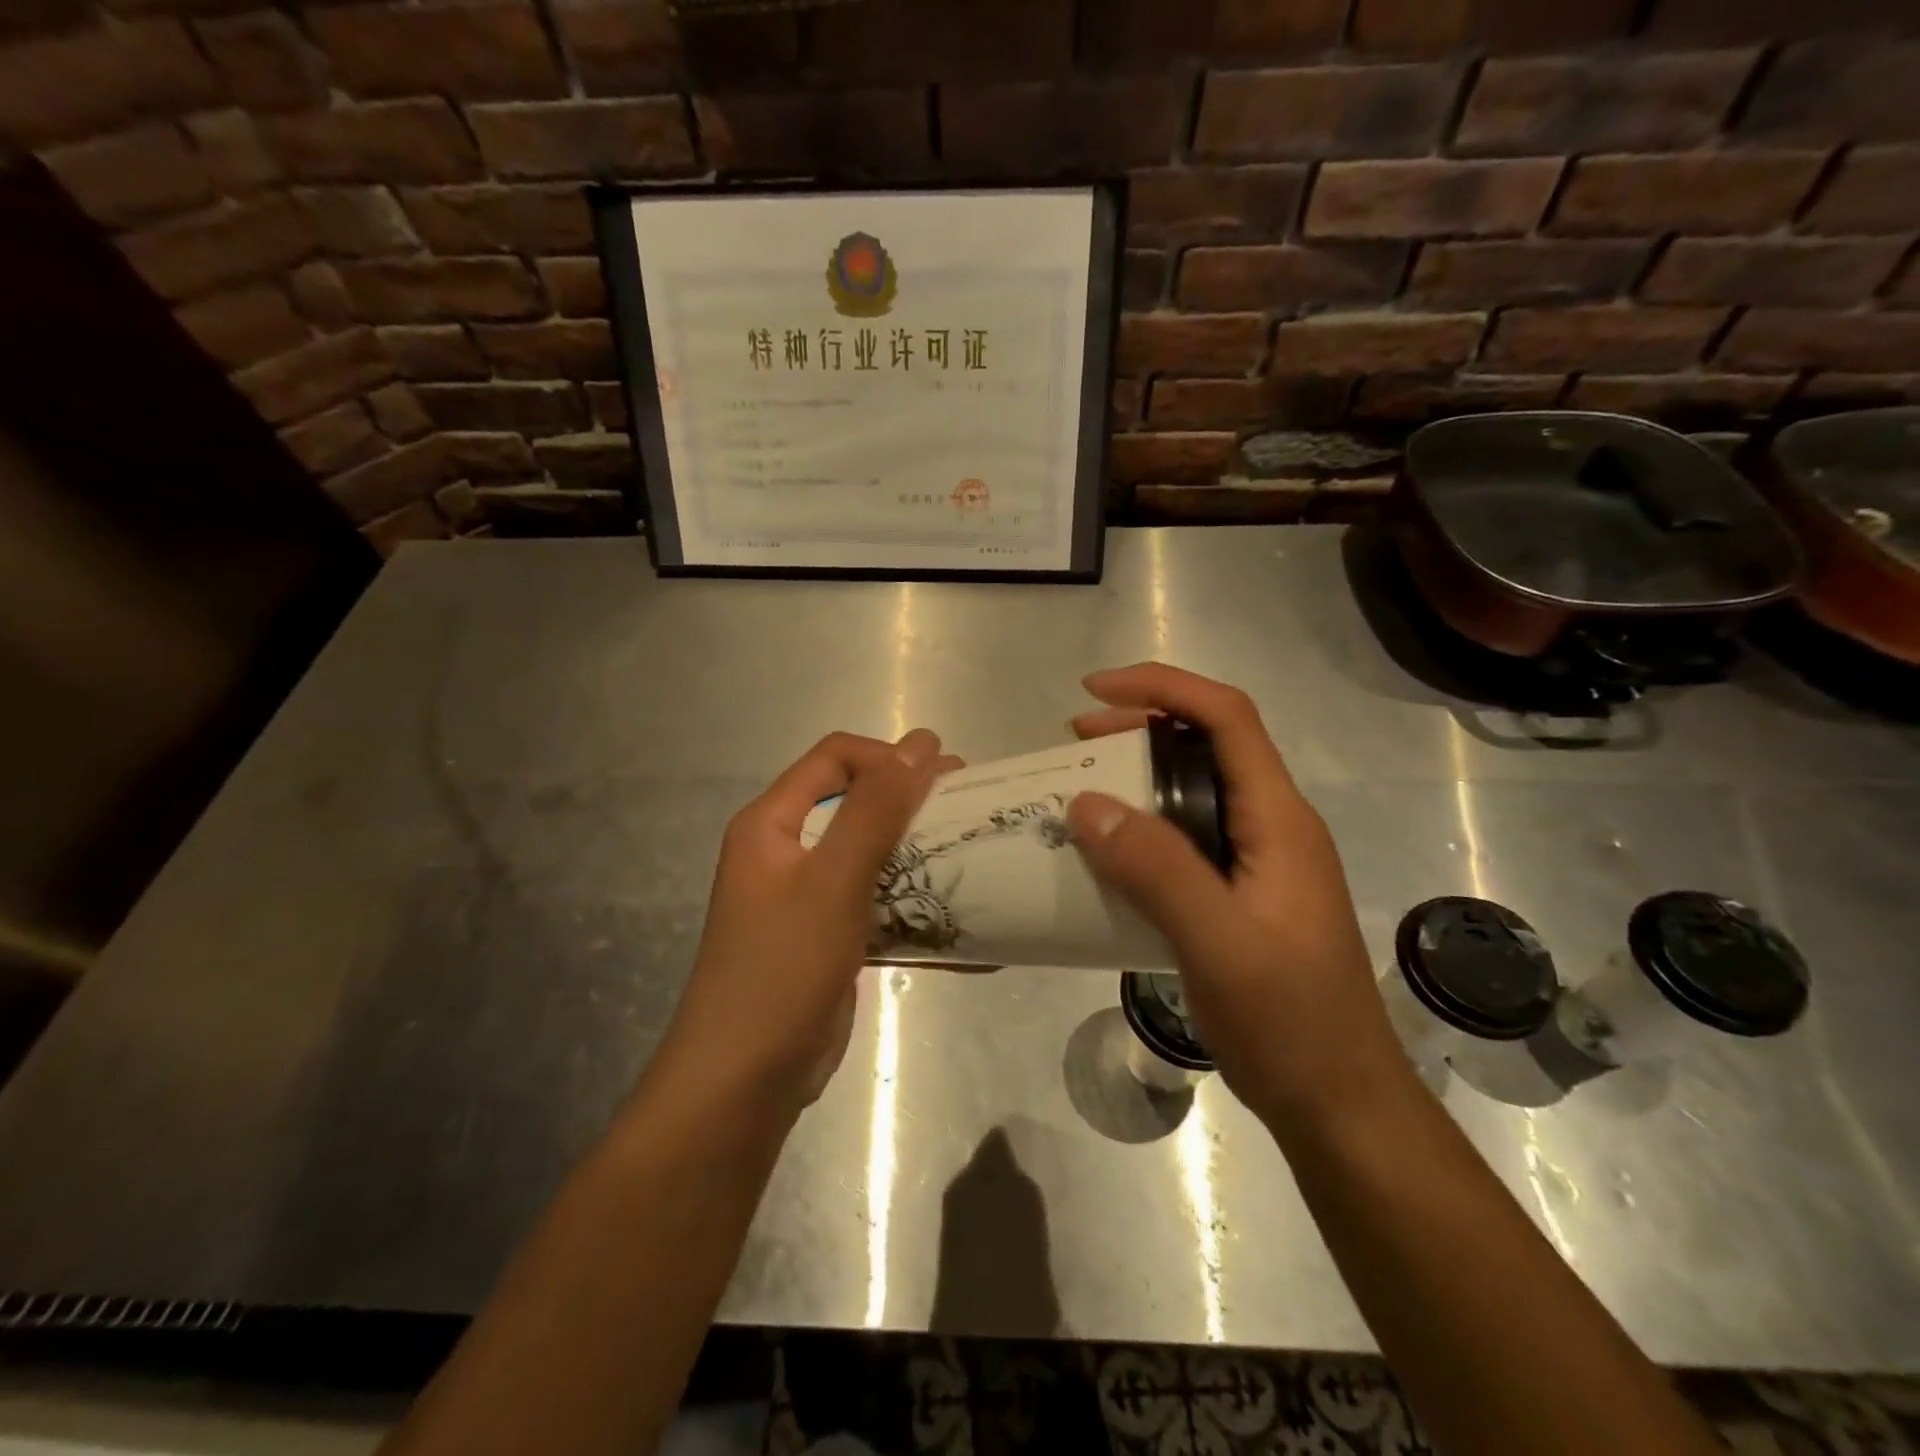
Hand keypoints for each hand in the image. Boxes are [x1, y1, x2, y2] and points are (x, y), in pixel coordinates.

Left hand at [651, 729, 952, 1116]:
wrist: (744, 1082)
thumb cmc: (782, 969)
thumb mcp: (833, 881)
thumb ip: (876, 809)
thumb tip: (921, 743)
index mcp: (771, 823)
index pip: (834, 758)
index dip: (888, 756)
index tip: (943, 776)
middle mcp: (786, 851)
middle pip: (855, 802)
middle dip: (911, 801)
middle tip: (969, 806)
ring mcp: (807, 897)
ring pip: (870, 853)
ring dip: (918, 851)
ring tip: (970, 853)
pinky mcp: (828, 936)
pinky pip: (876, 900)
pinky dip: (913, 900)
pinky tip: (959, 912)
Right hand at [1065, 664, 1406, 1123]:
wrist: (1340, 1104)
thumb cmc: (1289, 1021)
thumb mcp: (1218, 942)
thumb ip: (1156, 870)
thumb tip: (1087, 803)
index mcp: (1278, 819)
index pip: (1226, 718)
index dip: (1162, 688)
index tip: (1095, 691)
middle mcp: (1272, 826)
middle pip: (1207, 745)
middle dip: (1139, 727)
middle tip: (1075, 740)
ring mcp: (1258, 862)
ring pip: (1192, 792)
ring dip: (1136, 778)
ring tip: (1079, 790)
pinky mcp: (1241, 896)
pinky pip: (1185, 838)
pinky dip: (1141, 829)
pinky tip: (1106, 856)